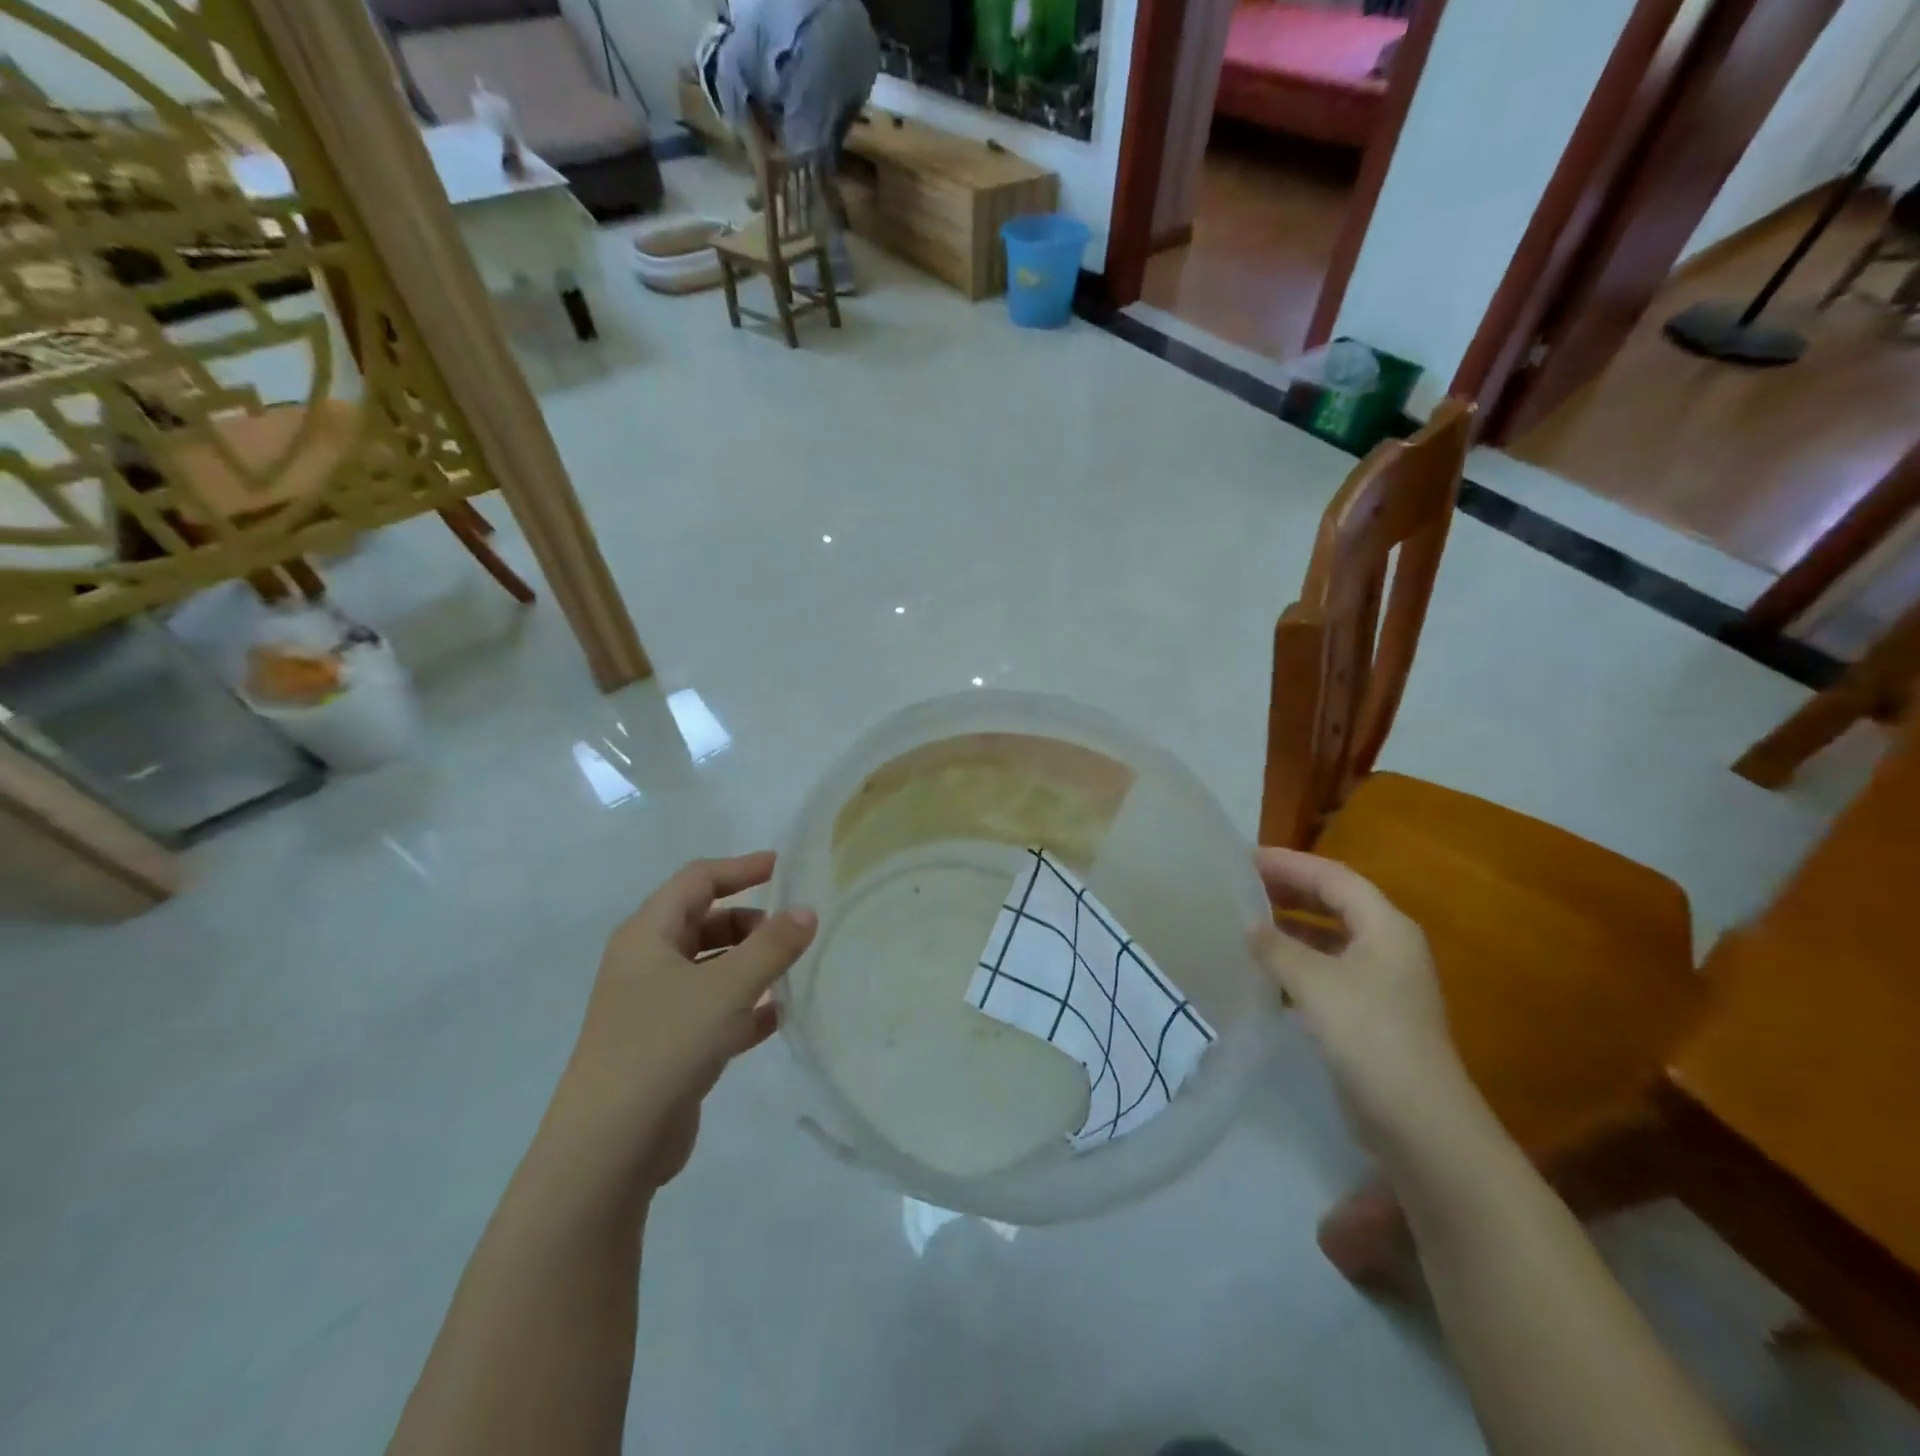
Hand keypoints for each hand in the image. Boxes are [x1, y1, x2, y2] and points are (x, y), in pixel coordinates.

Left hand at [550, 852, 816, 1193]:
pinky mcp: (666, 1047)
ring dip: (750, 965)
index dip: (740, 868)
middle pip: (704, 923)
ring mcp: (654, 1008)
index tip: (782, 867)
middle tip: (792, 932)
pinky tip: (778, 1018)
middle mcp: (646, 964)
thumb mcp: (726, 988)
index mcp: (647, 936)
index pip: (697, 881)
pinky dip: (744, 1007)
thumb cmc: (664, 1045)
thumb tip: (807, 912)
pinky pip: (712, 1010)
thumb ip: (772, 947)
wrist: (609, 1148)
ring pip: (710, 969)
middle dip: (749, 922)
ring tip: (793, 972)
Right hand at [1250, 848, 1482, 1154]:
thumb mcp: (1314, 981)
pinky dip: (1296, 961)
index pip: (1333, 877)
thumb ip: (1276, 947)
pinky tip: (1265, 970)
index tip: (1244, 858)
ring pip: (1329, 937)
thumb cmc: (1369, 1034)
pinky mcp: (1369, 1013)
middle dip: (1289, 890)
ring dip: (1291, 926)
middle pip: (1335, 903)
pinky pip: (1327, 970)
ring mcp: (1381, 982)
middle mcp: (1388, 946)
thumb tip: (1249, 927)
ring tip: (1246, 920)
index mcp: (1386, 927)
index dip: (1289, 863)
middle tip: (1242, 884)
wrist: (1417, 1120)